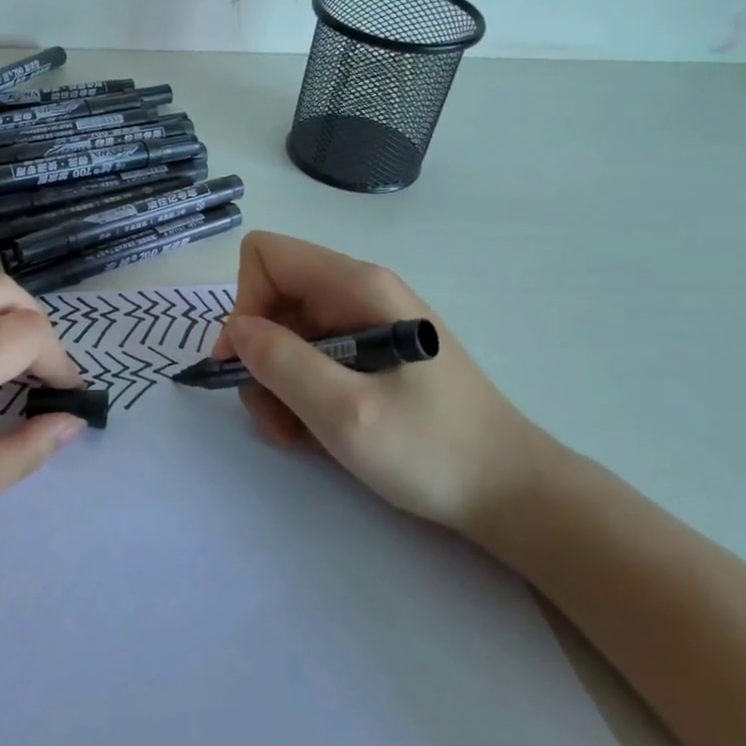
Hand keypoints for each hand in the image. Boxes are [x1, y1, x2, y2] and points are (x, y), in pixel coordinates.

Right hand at [216, 231, 551, 533]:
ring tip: (295, 432)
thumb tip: (236, 329)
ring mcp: (365, 322)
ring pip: (285, 332)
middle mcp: (358, 292)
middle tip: (272, 413)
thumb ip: (283, 363)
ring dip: (275, 382)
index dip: (244, 304)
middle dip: (258, 355)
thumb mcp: (347, 412)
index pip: (266, 256)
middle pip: (272, 296)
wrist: (509, 490)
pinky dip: (297, 392)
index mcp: (357, 286)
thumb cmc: (433, 450)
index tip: (245, 363)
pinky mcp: (369, 352)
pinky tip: (313, 430)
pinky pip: (310, 356)